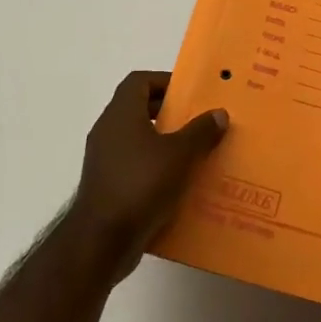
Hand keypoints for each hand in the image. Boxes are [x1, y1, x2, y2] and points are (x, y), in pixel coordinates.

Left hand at [66, 70, 227, 279]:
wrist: (102, 240)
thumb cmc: (141, 184)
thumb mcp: (180, 155)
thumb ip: (201, 131)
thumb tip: (218, 113)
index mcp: (121, 114)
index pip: (139, 81)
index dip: (164, 81)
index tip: (190, 93)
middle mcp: (108, 131)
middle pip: (138, 109)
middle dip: (169, 114)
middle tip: (199, 122)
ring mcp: (104, 160)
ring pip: (138, 140)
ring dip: (164, 143)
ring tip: (196, 154)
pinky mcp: (107, 187)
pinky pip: (135, 167)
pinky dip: (156, 169)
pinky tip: (180, 184)